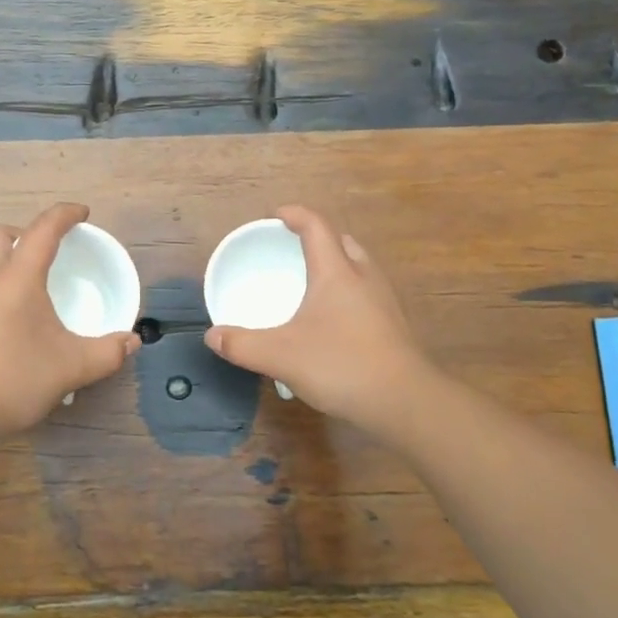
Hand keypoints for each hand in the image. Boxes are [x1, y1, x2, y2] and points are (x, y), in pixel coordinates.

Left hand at [0, 202, 140, 448]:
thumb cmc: (12, 379)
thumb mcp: (70, 368)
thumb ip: (106, 353)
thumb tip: (132, 342)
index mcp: (17, 277)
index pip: (43, 230)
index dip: (64, 215)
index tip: (82, 213)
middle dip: (23, 233)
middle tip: (46, 253)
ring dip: (6, 260)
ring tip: (31, 288)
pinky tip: (10, 321)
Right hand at [205, 205, 435, 439]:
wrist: (405, 402)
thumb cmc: (341, 366)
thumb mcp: (280, 356)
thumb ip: (242, 345)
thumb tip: (212, 336)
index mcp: (337, 272)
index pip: (317, 227)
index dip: (296, 215)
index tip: (277, 215)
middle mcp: (364, 277)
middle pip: (343, 242)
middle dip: (318, 238)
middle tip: (294, 248)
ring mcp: (384, 301)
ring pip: (359, 267)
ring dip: (337, 264)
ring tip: (313, 281)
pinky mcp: (394, 325)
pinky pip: (367, 292)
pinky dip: (348, 290)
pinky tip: (334, 318)